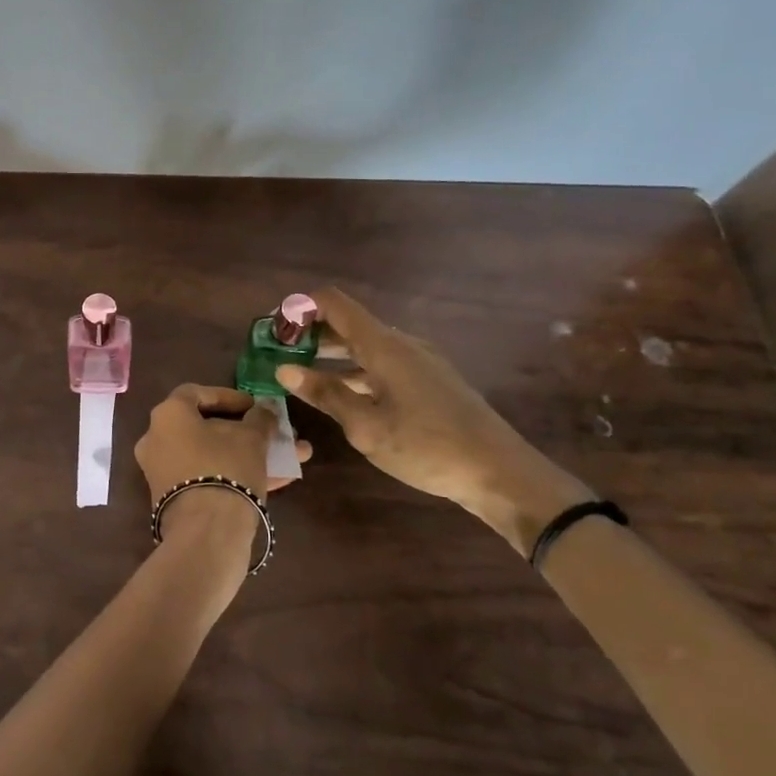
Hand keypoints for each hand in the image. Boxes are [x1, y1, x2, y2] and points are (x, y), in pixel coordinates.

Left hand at [134, 384, 311, 553]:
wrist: (206, 531)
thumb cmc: (226, 467)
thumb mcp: (252, 437)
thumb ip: (260, 418)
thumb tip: (264, 411)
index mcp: (168, 415)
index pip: (196, 393)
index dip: (227, 396)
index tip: (254, 405)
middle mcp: (157, 440)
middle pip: (205, 428)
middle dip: (245, 430)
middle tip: (271, 431)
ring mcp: (163, 472)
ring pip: (212, 455)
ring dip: (249, 454)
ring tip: (288, 456)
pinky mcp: (174, 500)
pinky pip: (208, 477)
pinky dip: (238, 474)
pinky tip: (279, 480)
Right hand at [275, 287, 590, 551]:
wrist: (501, 473)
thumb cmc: (427, 447)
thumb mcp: (366, 426)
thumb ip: (325, 394)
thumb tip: (284, 368)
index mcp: (384, 346)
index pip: (335, 303)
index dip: (301, 306)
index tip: (274, 328)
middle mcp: (402, 344)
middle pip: (348, 323)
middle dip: (311, 333)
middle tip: (279, 353)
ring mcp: (420, 362)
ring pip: (366, 346)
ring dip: (332, 354)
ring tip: (302, 374)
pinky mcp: (431, 381)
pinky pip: (383, 364)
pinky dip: (355, 370)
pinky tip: (343, 395)